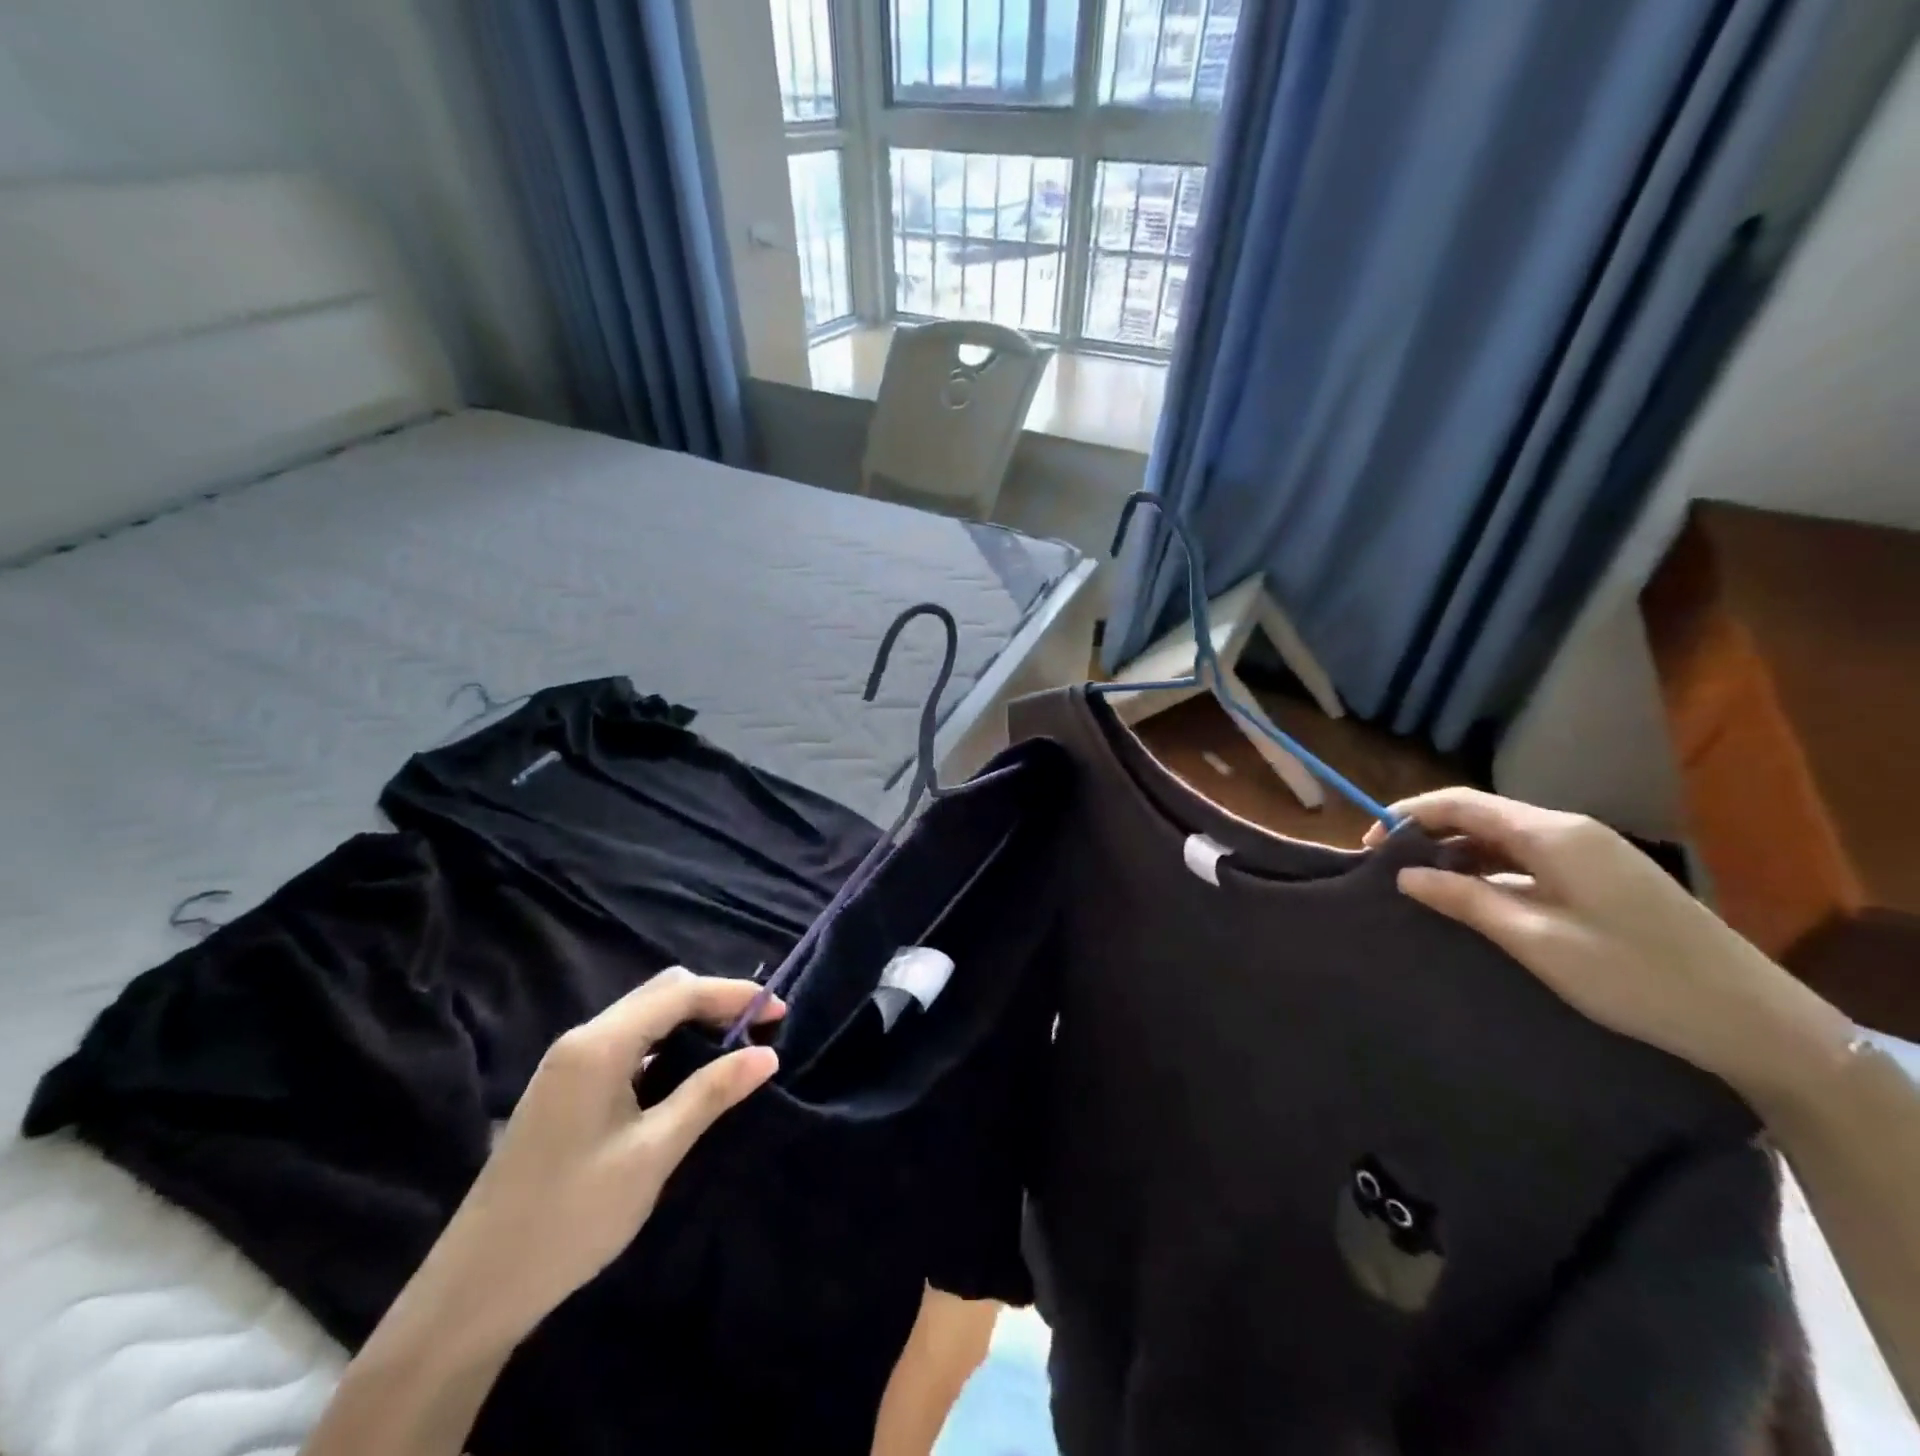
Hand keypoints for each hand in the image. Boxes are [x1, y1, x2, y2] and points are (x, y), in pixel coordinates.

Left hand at [411, 969, 782, 1357]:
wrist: (474, 1290)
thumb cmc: (571, 1217)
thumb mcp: (653, 1154)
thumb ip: (710, 1094)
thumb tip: (766, 1054)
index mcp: (599, 1045)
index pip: (680, 993)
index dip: (734, 995)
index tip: (781, 1013)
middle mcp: (582, 1039)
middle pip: (661, 993)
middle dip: (715, 1000)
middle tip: (760, 1030)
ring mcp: (570, 1063)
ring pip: (644, 1015)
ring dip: (692, 1020)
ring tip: (734, 1046)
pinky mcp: (567, 1087)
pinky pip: (628, 1042)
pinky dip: (667, 1042)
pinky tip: (687, 1071)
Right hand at [1367, 788, 1854, 1112]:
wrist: (1755, 1021)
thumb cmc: (1635, 977)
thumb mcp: (1536, 941)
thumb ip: (1465, 900)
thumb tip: (1404, 875)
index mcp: (1552, 835)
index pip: (1461, 803)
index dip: (1408, 816)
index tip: (1368, 846)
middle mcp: (1569, 831)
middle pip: (1480, 816)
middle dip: (1428, 835)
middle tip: (1387, 870)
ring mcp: (1590, 854)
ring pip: (1503, 839)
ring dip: (1458, 855)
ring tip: (1421, 887)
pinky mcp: (1602, 878)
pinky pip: (1529, 860)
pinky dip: (1490, 871)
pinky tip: (1473, 900)